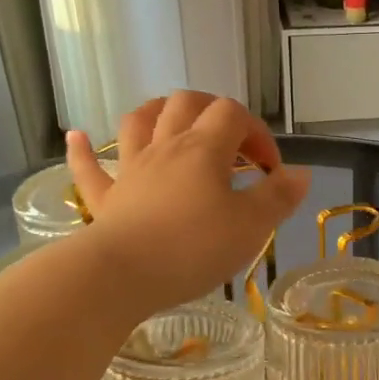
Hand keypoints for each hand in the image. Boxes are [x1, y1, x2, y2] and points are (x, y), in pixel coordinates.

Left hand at [66, 93, 309, 314]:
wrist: (123, 275)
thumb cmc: (194, 248)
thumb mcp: (252, 226)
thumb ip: (279, 197)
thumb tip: (300, 174)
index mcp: (204, 149)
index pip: (234, 114)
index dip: (257, 132)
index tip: (270, 169)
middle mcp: (166, 148)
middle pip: (186, 103)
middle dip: (212, 110)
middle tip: (232, 140)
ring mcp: (131, 170)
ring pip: (139, 122)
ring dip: (157, 113)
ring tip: (171, 120)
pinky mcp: (106, 199)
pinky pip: (89, 168)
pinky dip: (84, 150)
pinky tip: (78, 136)